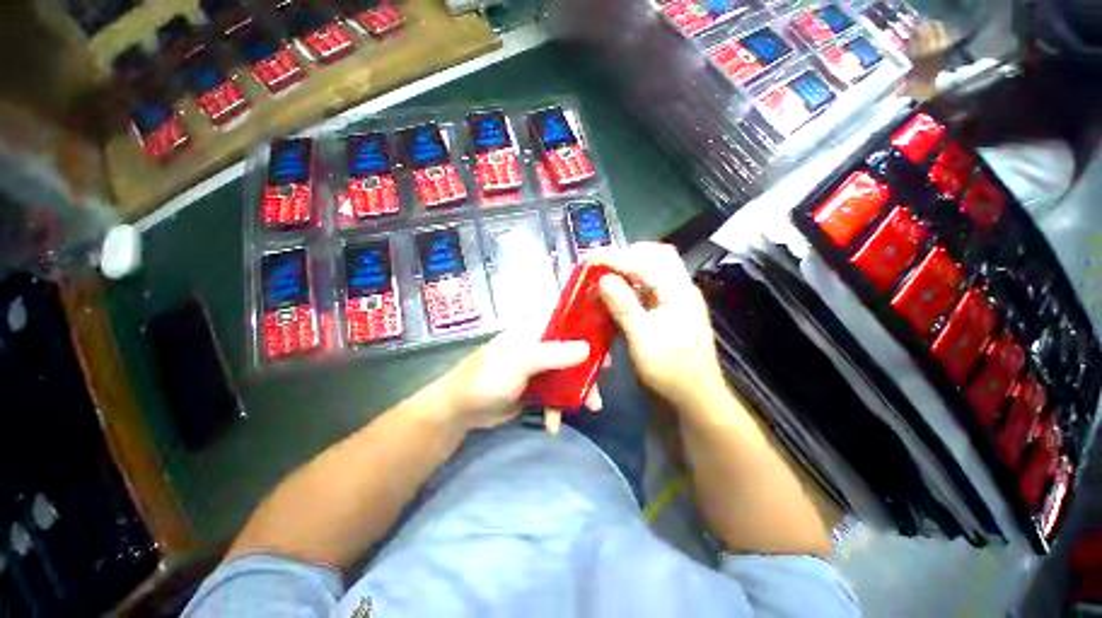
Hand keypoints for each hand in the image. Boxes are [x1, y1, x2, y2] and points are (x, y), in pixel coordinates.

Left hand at [433, 320, 595, 430]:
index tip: (608, 336)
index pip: (567, 317)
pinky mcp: (535, 388)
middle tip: (604, 378)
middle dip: (588, 365)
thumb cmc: (488, 376)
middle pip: (573, 348)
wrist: (461, 410)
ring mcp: (538, 367)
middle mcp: (540, 344)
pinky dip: (558, 408)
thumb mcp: (521, 362)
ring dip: (579, 390)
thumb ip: (555, 354)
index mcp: (535, 329)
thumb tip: (590, 349)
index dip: (588, 324)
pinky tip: (553, 425)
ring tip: (592, 408)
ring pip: (568, 373)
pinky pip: (556, 394)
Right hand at [597, 243, 725, 408]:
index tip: (593, 260)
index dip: (620, 257)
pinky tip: (614, 296)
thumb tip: (603, 278)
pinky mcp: (666, 312)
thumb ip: (624, 306)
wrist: (694, 398)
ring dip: (627, 271)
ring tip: (603, 277)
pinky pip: (646, 290)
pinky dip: (628, 288)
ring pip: (651, 272)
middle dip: (627, 256)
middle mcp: (679, 290)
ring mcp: (674, 301)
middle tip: (601, 265)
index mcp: (679, 292)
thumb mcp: (643, 339)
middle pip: (656, 257)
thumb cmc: (670, 371)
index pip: (651, 259)